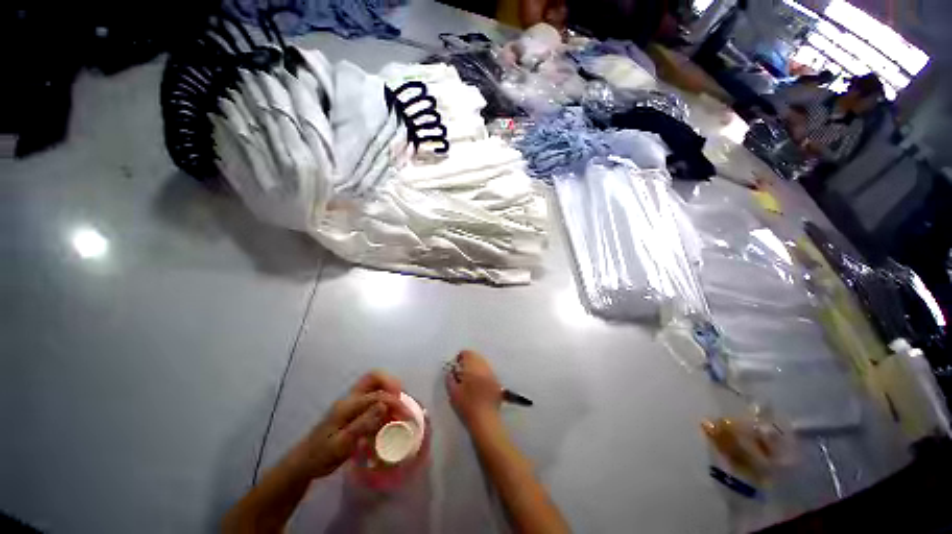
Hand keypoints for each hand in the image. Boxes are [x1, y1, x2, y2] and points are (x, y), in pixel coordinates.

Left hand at [294, 371, 403, 478]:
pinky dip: (384, 399)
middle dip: (392, 383)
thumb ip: (363, 424)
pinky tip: (388, 415)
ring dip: (389, 390)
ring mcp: (352, 401)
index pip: (377, 395)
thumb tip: (385, 405)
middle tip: (402, 400)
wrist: (303, 462)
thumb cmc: (321, 456)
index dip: (395, 402)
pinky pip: (373, 395)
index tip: (407, 416)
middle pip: (375, 377)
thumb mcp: (342, 444)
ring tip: (398, 407)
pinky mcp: (354, 408)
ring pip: (375, 384)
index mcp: (348, 405)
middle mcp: (351, 398)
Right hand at [446, 350, 502, 429]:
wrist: (485, 419)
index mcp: (473, 366)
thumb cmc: (466, 405)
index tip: (456, 368)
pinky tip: (479, 386)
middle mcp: (484, 366)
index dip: (460, 358)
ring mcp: (492, 374)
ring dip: (476, 368)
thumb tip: (451, 371)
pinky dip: (483, 375)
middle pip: (476, 357)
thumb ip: (450, 378)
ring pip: (483, 364)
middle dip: (468, 362)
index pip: (467, 353)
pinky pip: (488, 372)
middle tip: (462, 374)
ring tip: (470, 381)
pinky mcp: (497, 382)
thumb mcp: (453, 392)